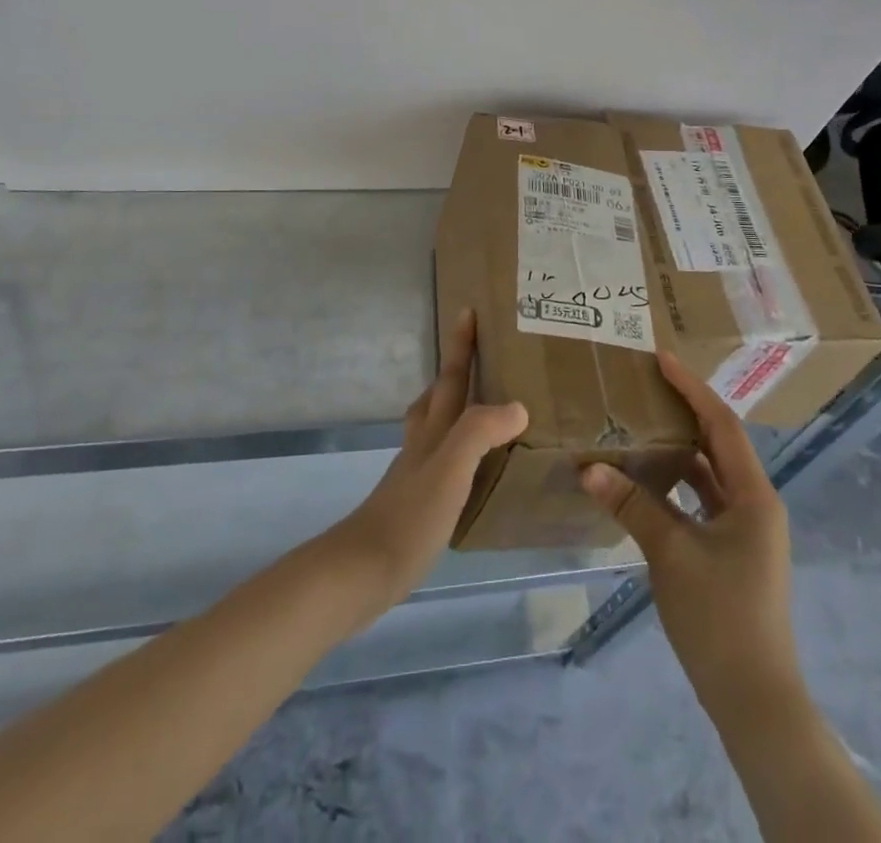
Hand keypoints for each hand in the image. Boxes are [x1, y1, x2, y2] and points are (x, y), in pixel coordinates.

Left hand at [327, 308, 526, 623]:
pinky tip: (471, 468)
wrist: (363, 571)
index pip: (450, 378)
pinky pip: (443, 459)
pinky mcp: (417, 503)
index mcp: (433, 431)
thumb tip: (518, 407)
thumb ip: (479, 432)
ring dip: (453, 407)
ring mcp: (416, 474)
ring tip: (479, 405)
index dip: (460, 345)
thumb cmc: (409, 516)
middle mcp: (423, 445)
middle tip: (476, 353)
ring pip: (435, 425)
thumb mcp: (450, 468)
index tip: (467, 309)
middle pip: (437, 396)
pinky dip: (458, 449)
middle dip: (454, 370)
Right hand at [580, 351, 799, 713]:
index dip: (692, 388)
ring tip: (641, 424)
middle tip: (647, 386)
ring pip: (709, 474)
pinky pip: (702, 502)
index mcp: (753, 496)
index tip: (661, 359)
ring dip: (678, 449)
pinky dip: (676, 485)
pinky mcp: (732, 553)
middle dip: (685, 411)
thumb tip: (588, 467)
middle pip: (718, 444)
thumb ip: (632, 505)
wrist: (755, 700)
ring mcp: (745, 531)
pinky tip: (645, 481)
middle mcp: (755, 505)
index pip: (721, 425)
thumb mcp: (671, 553)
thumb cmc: (721, 617)